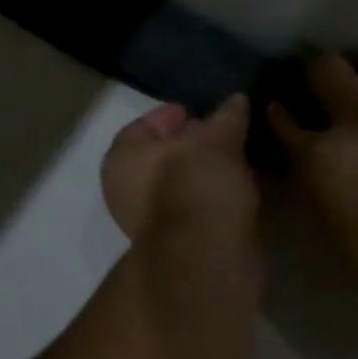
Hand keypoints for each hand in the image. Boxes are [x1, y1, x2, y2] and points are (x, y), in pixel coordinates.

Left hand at [102, 96, 257, 244]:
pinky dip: (209, 196)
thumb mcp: (217, 141)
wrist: (206, 258)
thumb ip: (225, 118)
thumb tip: (236, 100)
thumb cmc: (197, 184)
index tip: (196, 111)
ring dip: (202, 171)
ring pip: (176, 184)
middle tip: (220, 133)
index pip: (143, 126)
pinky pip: (192, 207)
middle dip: (188, 144)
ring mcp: (148, 221)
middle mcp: (125, 190)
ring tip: (234, 159)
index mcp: (121, 159)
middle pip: (158, 156)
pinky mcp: (175, 243)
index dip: (170, 115)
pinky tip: (235, 188)